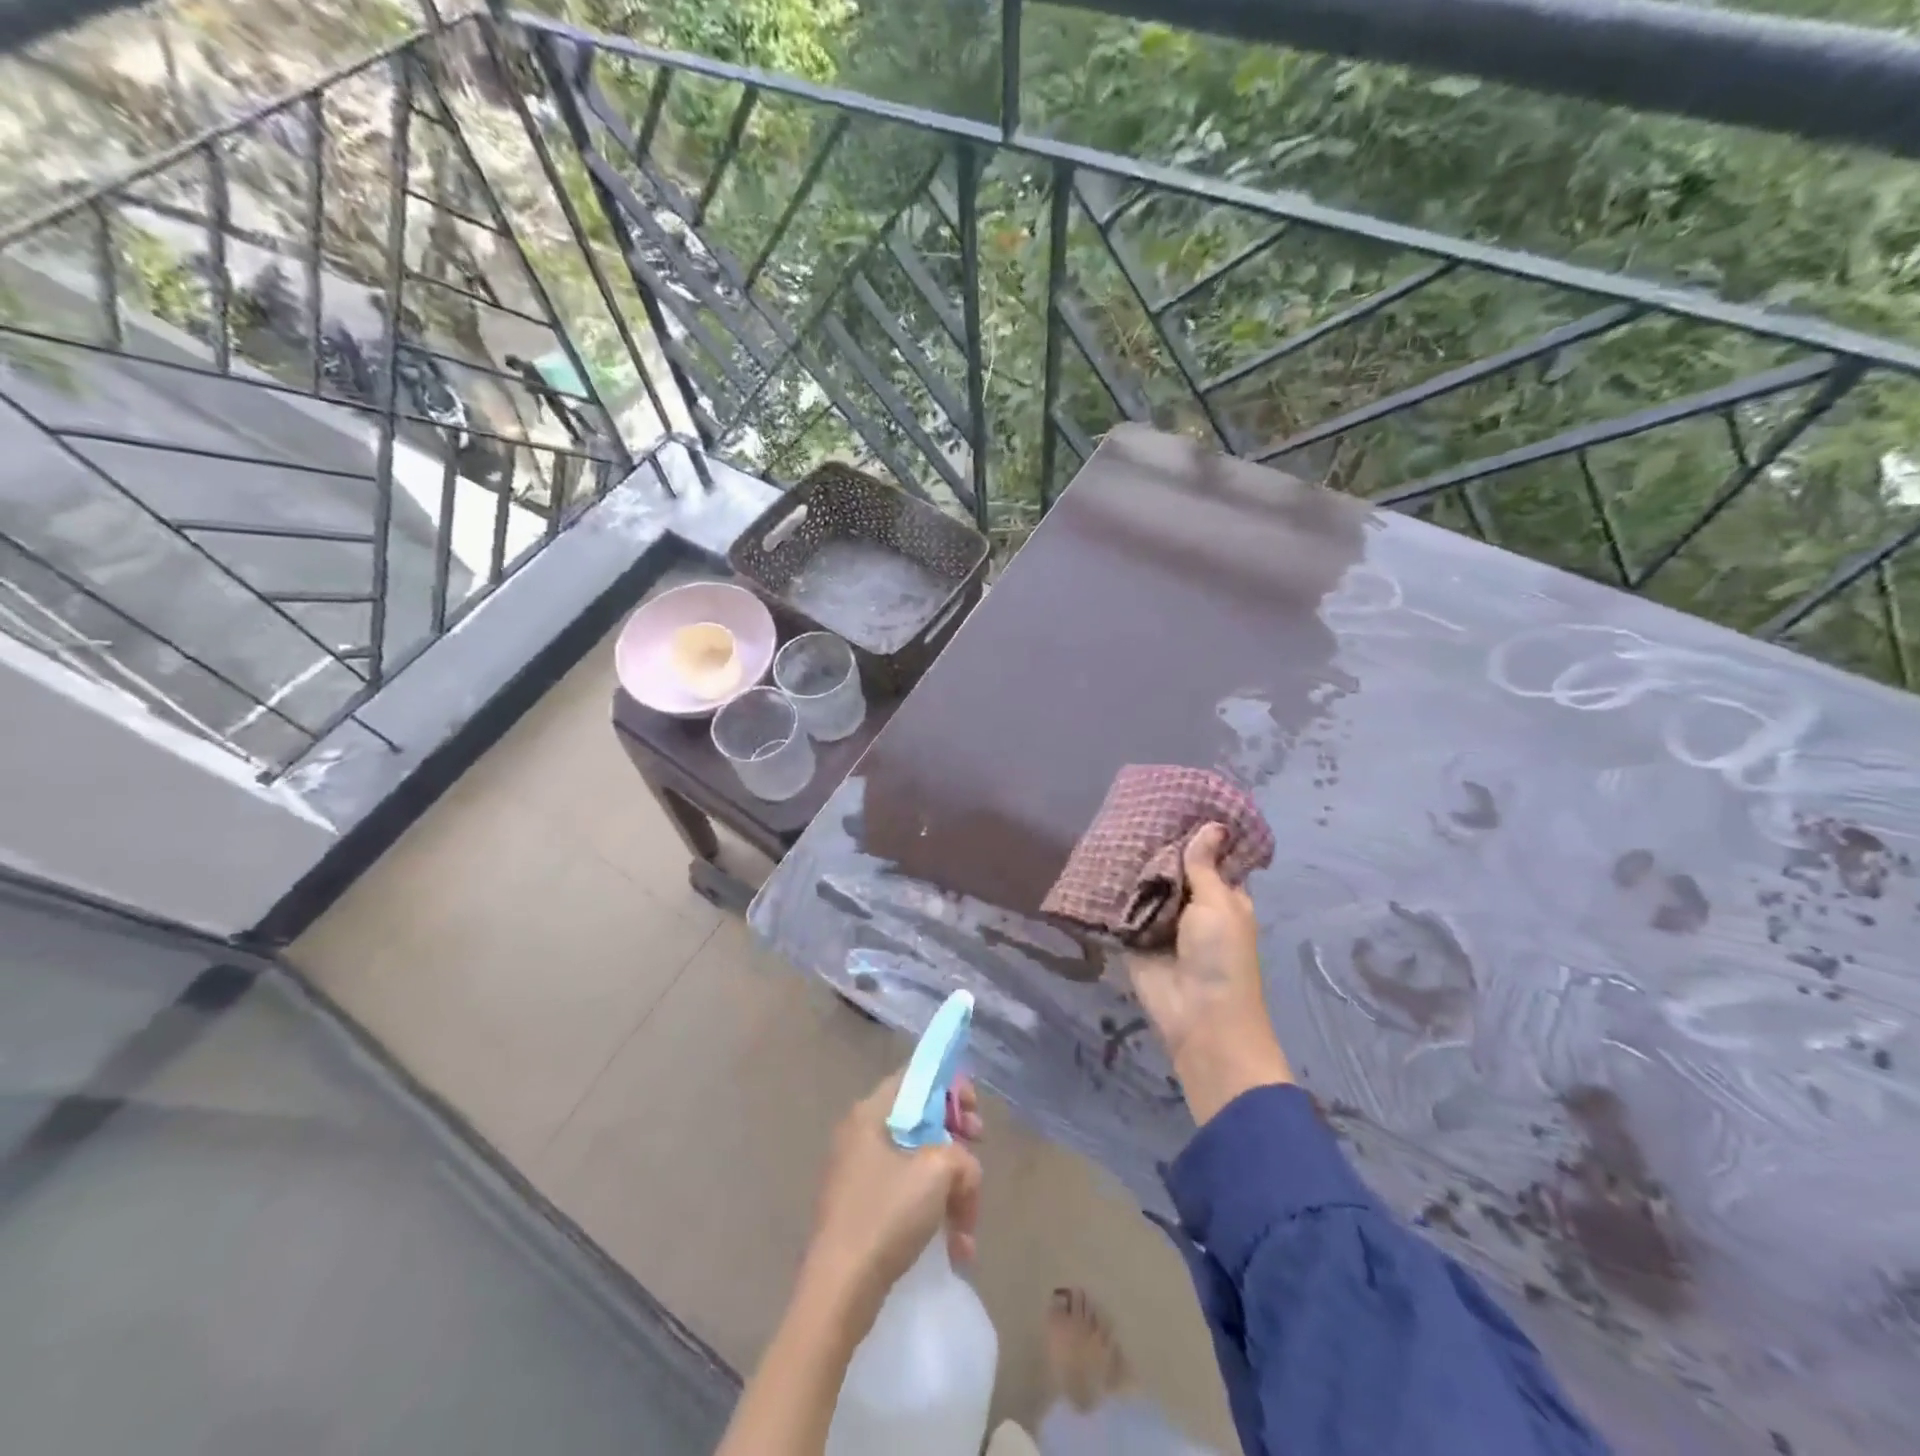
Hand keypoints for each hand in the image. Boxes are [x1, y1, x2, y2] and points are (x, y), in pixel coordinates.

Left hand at [799, 1069, 985, 1332]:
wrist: (838, 1292)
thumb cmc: (885, 1215)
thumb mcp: (937, 1172)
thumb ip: (961, 1157)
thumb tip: (962, 1171)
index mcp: (871, 1113)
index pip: (915, 1076)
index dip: (950, 1085)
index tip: (973, 1112)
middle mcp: (861, 1136)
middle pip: (920, 1120)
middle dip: (956, 1140)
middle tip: (977, 1154)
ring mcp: (859, 1175)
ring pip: (918, 1164)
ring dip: (951, 1188)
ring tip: (968, 1226)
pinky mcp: (862, 1210)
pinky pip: (907, 1196)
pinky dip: (933, 1213)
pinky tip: (955, 1248)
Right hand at [1129, 823, 1292, 1124]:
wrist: (1198, 1018)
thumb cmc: (1221, 957)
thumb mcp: (1220, 905)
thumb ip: (1205, 866)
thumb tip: (1213, 825)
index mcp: (1222, 895)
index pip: (1209, 856)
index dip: (1196, 832)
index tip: (1176, 799)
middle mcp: (1191, 905)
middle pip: (1172, 867)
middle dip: (1155, 844)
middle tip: (1132, 806)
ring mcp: (1160, 921)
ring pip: (1144, 885)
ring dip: (1131, 864)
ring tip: (1109, 823)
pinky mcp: (1133, 937)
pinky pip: (1120, 908)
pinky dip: (1110, 890)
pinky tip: (1092, 860)